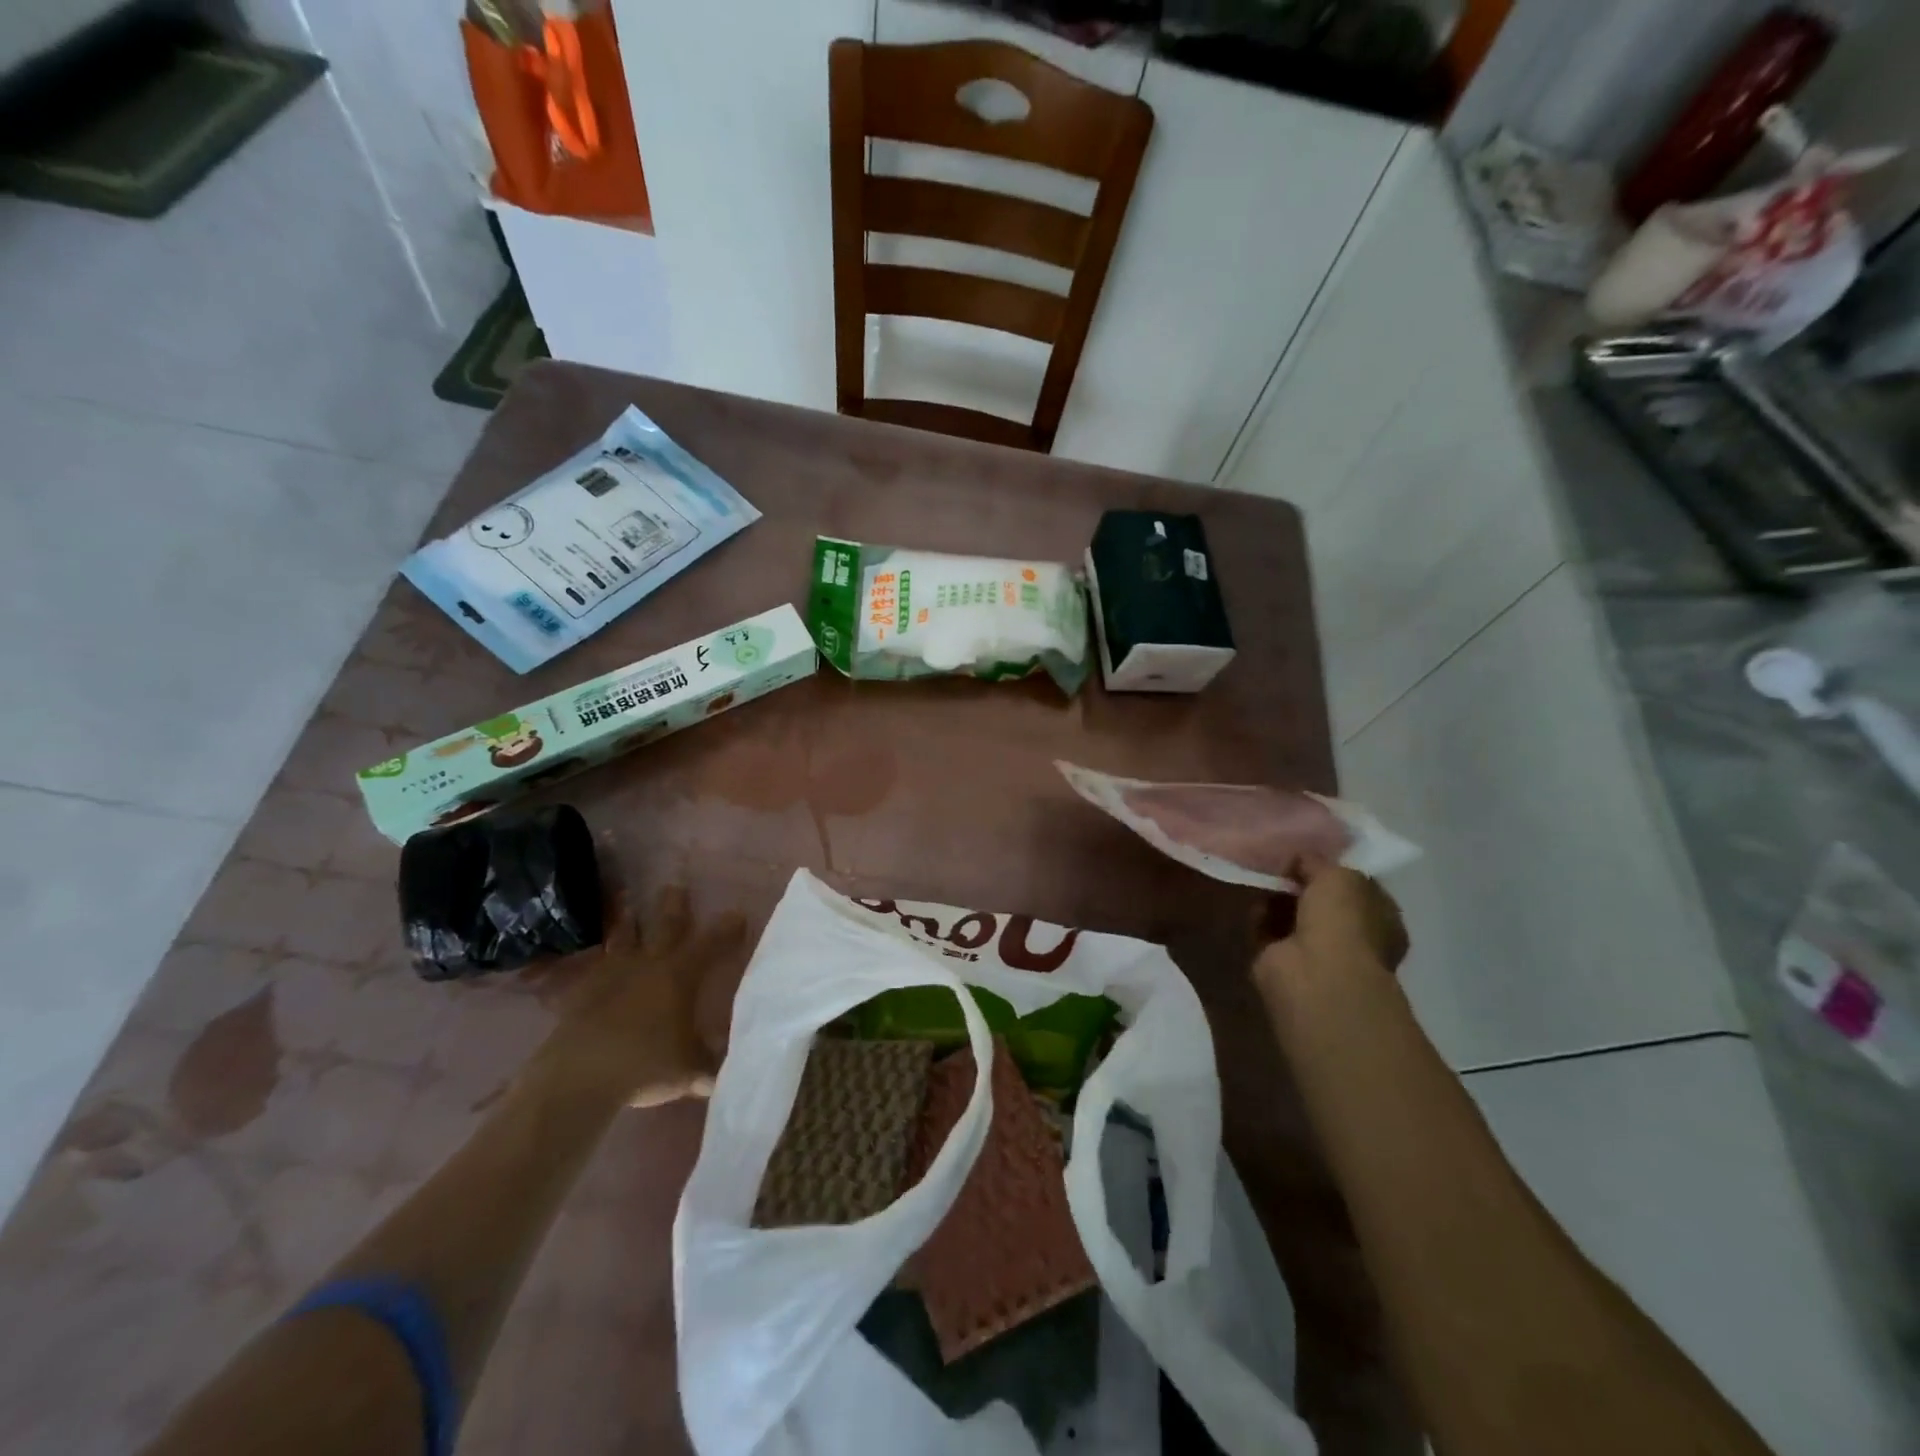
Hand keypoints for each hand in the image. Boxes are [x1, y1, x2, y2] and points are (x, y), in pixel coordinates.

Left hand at [529, 885, 747, 1107]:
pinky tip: (563, 966)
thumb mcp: (691, 1071)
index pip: (711, 944)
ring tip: (623, 899)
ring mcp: (610, 976)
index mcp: (680, 976)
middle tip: (675, 886)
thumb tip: (732, 1072)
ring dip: (624, 919)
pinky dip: (576, 967)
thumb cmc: (647, 1065)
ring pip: (621, 938)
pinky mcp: (578, 994)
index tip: (738, 915)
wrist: (582, 1076)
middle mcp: (648, 966)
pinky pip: (578, 974)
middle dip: (674, 906)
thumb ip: (712, 1067)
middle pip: (664, 927)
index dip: (727, 929)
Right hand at [1254, 855, 1407, 991]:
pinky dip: (1259, 915)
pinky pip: (1269, 930)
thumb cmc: (1342, 921)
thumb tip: (1301, 859)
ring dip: (1278, 899)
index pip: (1357, 887)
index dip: (1333, 869)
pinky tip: (1251, 897)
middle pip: (1321, 901)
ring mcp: (1318, 952)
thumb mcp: (1337, 875)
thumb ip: (1319, 862)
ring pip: (1294, 916)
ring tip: (1262, 875)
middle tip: (1281, 862)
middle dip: (1301, 883)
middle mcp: (1353, 937)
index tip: (1309, 852)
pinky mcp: (1284, 961)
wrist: (1315, 974)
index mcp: (1381, 918)